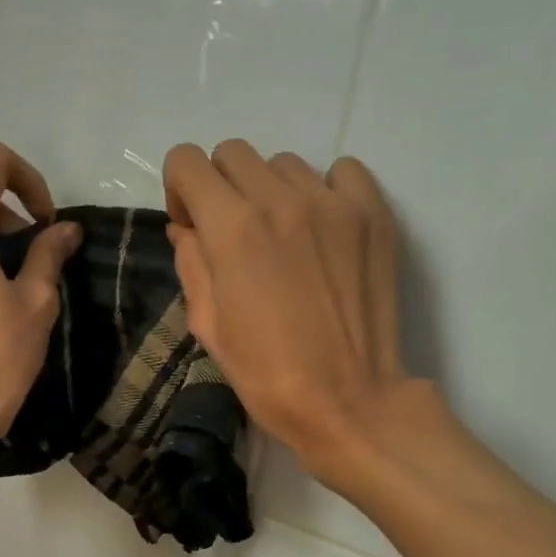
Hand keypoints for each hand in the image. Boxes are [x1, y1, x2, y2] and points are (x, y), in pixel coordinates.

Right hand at [162, 140, 408, 472]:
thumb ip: (192, 265)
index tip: (194, 227)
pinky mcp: (374, 214)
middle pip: (234, 154)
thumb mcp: (209, 328)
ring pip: (285, 164)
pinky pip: (341, 172)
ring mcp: (334, 203)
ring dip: (272, 191)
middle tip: (236, 236)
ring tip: (286, 240)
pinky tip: (324, 231)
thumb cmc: (269, 377)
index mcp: (233, 230)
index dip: (180, 191)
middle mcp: (281, 200)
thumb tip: (187, 229)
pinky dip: (325, 191)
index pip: (187, 161)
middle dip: (222, 188)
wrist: (348, 402)